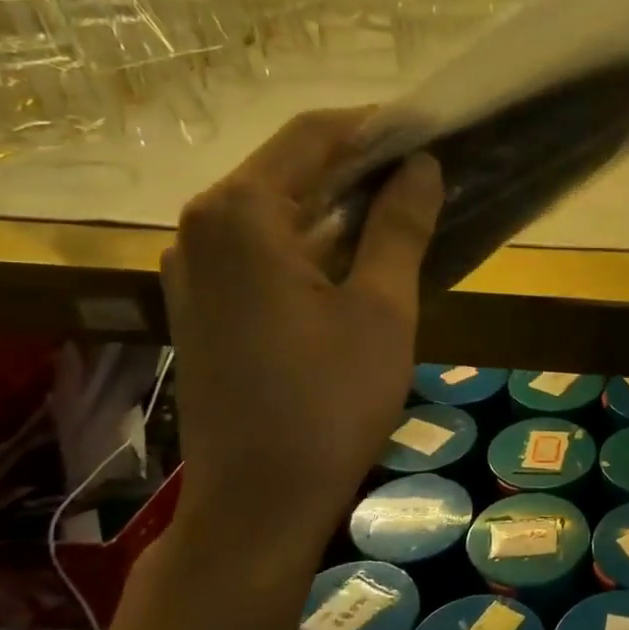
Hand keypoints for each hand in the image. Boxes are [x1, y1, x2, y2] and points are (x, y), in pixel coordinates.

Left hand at [162, 109, 442, 549]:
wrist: (258, 503)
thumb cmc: (329, 402)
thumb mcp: (381, 309)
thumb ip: (399, 226)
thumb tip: (422, 165)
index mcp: (240, 215)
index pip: (312, 135)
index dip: (377, 126)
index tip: (432, 129)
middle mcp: (202, 227)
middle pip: (290, 168)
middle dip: (361, 164)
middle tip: (430, 169)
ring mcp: (195, 268)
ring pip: (279, 210)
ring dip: (341, 202)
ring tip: (407, 206)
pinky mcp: (204, 304)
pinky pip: (264, 248)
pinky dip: (315, 239)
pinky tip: (362, 254)